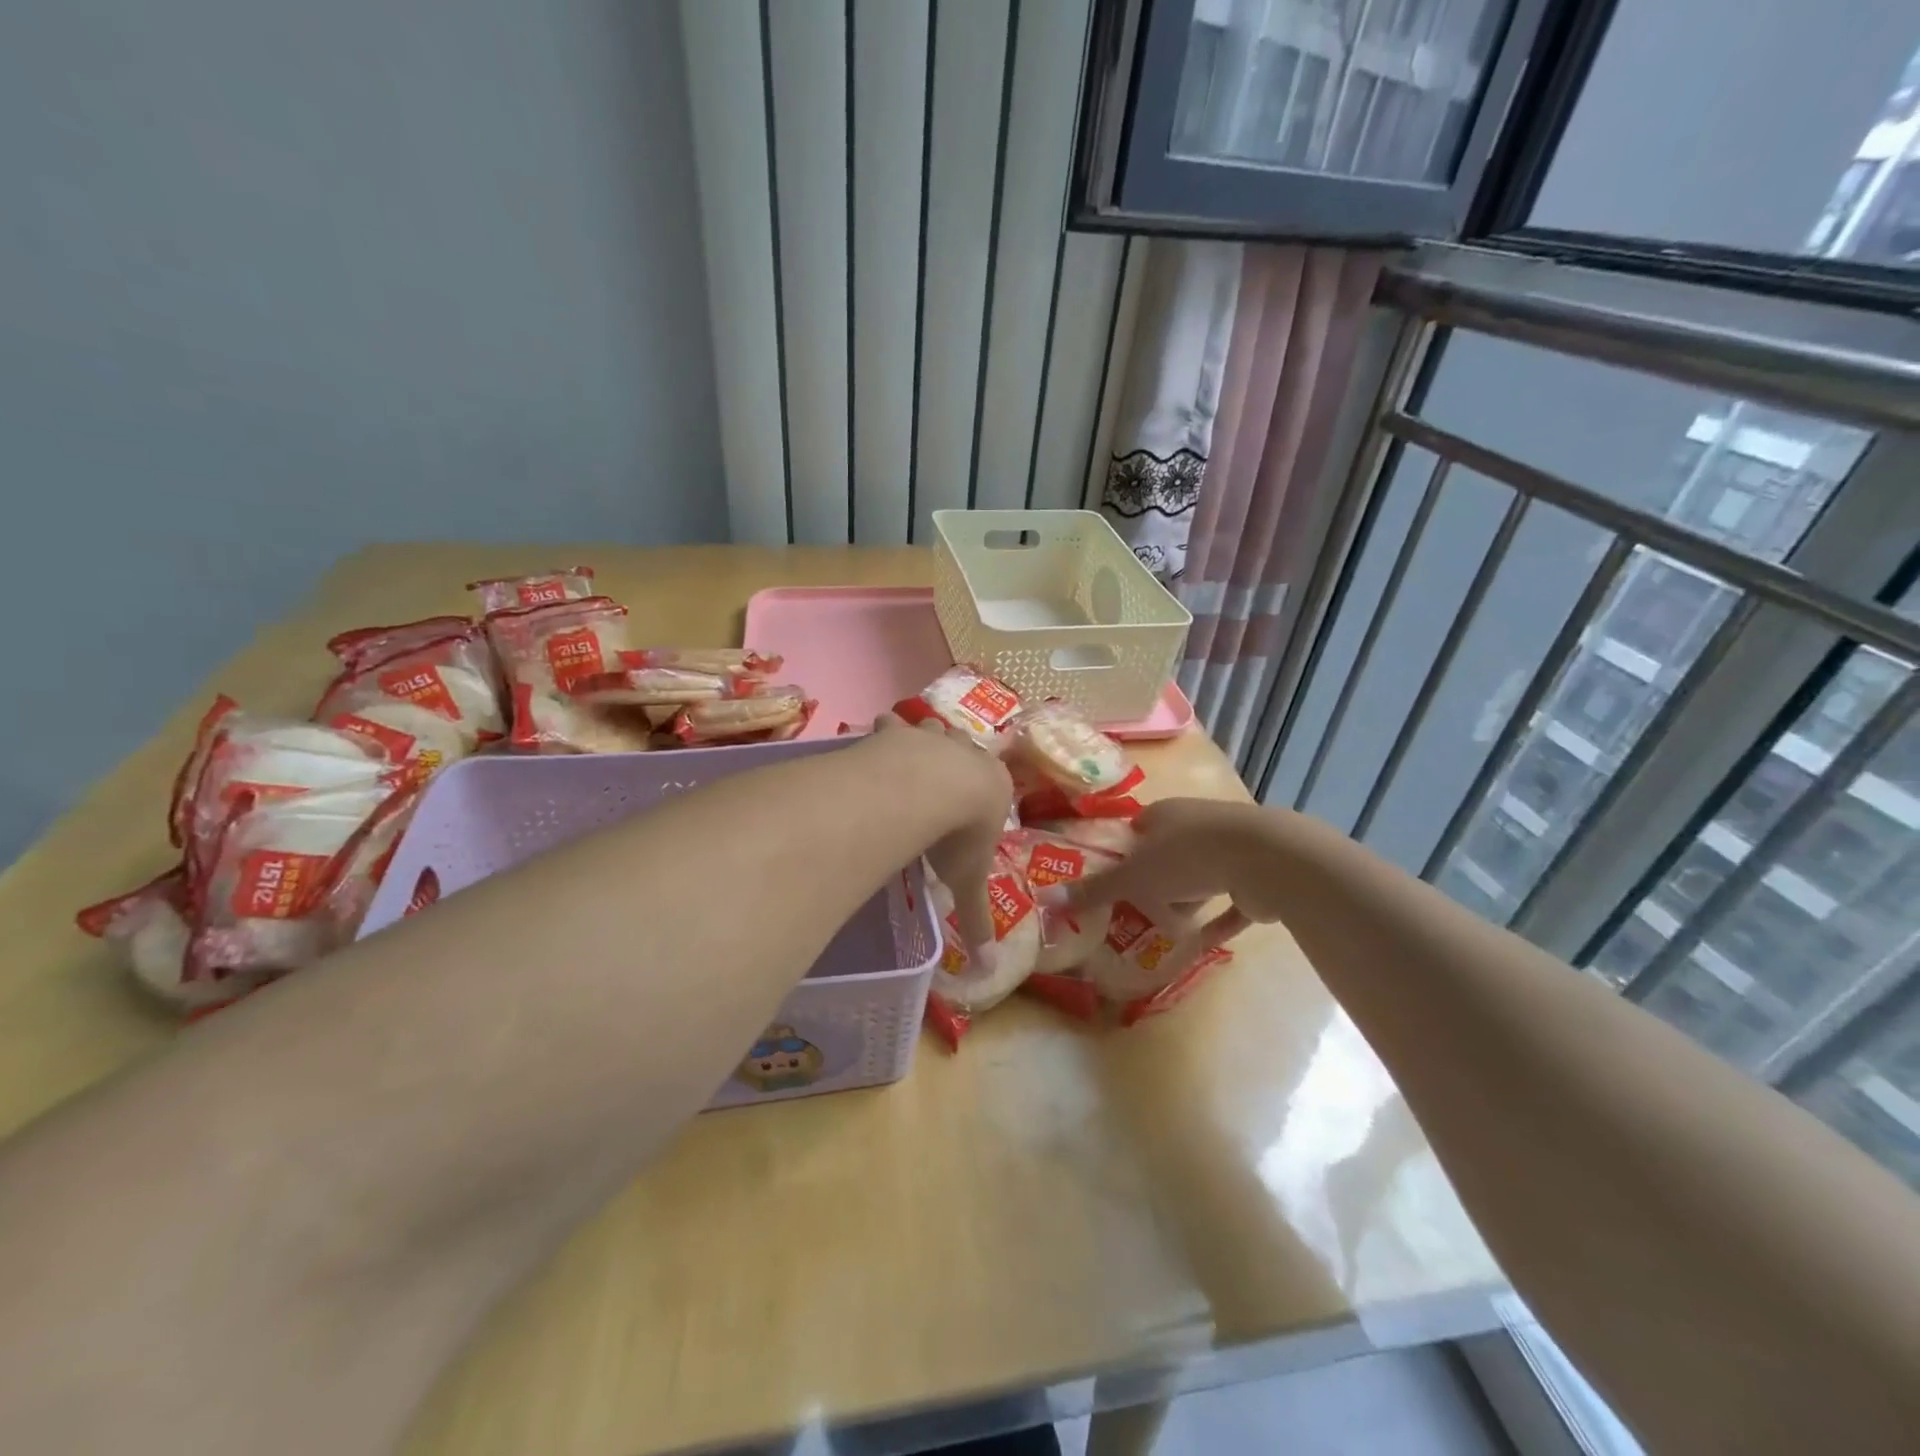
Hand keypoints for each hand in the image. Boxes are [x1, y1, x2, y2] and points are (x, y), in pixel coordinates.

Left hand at [869, 714, 1012, 964]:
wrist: (933, 789)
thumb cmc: (960, 835)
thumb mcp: (968, 882)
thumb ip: (975, 919)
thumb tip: (989, 969)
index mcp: (993, 785)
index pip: (995, 780)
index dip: (982, 788)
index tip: (971, 798)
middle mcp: (966, 753)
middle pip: (964, 748)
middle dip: (954, 756)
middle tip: (939, 773)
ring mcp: (932, 738)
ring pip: (931, 728)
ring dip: (921, 738)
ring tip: (906, 753)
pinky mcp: (898, 732)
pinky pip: (890, 726)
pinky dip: (883, 733)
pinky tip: (873, 743)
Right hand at [1040, 798, 1289, 953]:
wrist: (1264, 860)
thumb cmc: (1186, 859)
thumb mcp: (1132, 878)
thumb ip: (1093, 891)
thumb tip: (1045, 900)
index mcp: (1163, 814)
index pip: (1137, 829)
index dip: (1124, 853)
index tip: (1114, 881)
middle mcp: (1195, 824)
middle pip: (1167, 854)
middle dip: (1155, 882)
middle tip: (1139, 912)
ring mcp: (1229, 848)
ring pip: (1200, 876)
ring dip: (1187, 901)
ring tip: (1170, 932)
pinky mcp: (1255, 874)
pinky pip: (1232, 901)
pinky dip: (1220, 919)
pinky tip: (1207, 942)